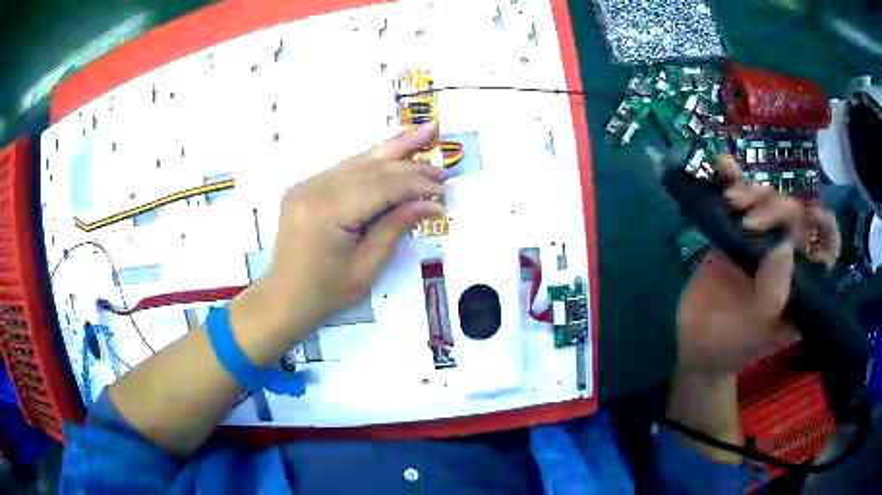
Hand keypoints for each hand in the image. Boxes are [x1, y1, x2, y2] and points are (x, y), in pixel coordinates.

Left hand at [233, 124, 445, 344]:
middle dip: (411, 165)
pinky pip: (345, 168)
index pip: (382, 186)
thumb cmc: (326, 291)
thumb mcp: (366, 267)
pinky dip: (372, 162)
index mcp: (328, 212)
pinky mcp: (306, 186)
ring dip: (394, 151)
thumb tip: (430, 204)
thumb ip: (396, 228)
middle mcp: (315, 188)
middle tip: (442, 168)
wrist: (284, 295)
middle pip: (371, 167)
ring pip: (359, 160)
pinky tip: (393, 156)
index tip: (443, 191)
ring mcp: (307, 184)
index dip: (416, 185)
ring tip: (425, 133)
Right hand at [676, 156, 839, 375]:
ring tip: (730, 199)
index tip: (811, 213)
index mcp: (801, 286)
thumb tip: (784, 245)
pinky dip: (733, 179)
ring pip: (770, 201)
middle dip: (776, 208)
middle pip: (795, 215)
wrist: (691, 343)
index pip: (826, 249)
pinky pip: (741, 199)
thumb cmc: (728, 346)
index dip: (826, 226)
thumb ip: (773, 294)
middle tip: (749, 221)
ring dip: (753, 191)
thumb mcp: (754, 332)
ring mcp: (762, 243)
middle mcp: (788, 260)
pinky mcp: (737, 233)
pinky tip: (723, 166)